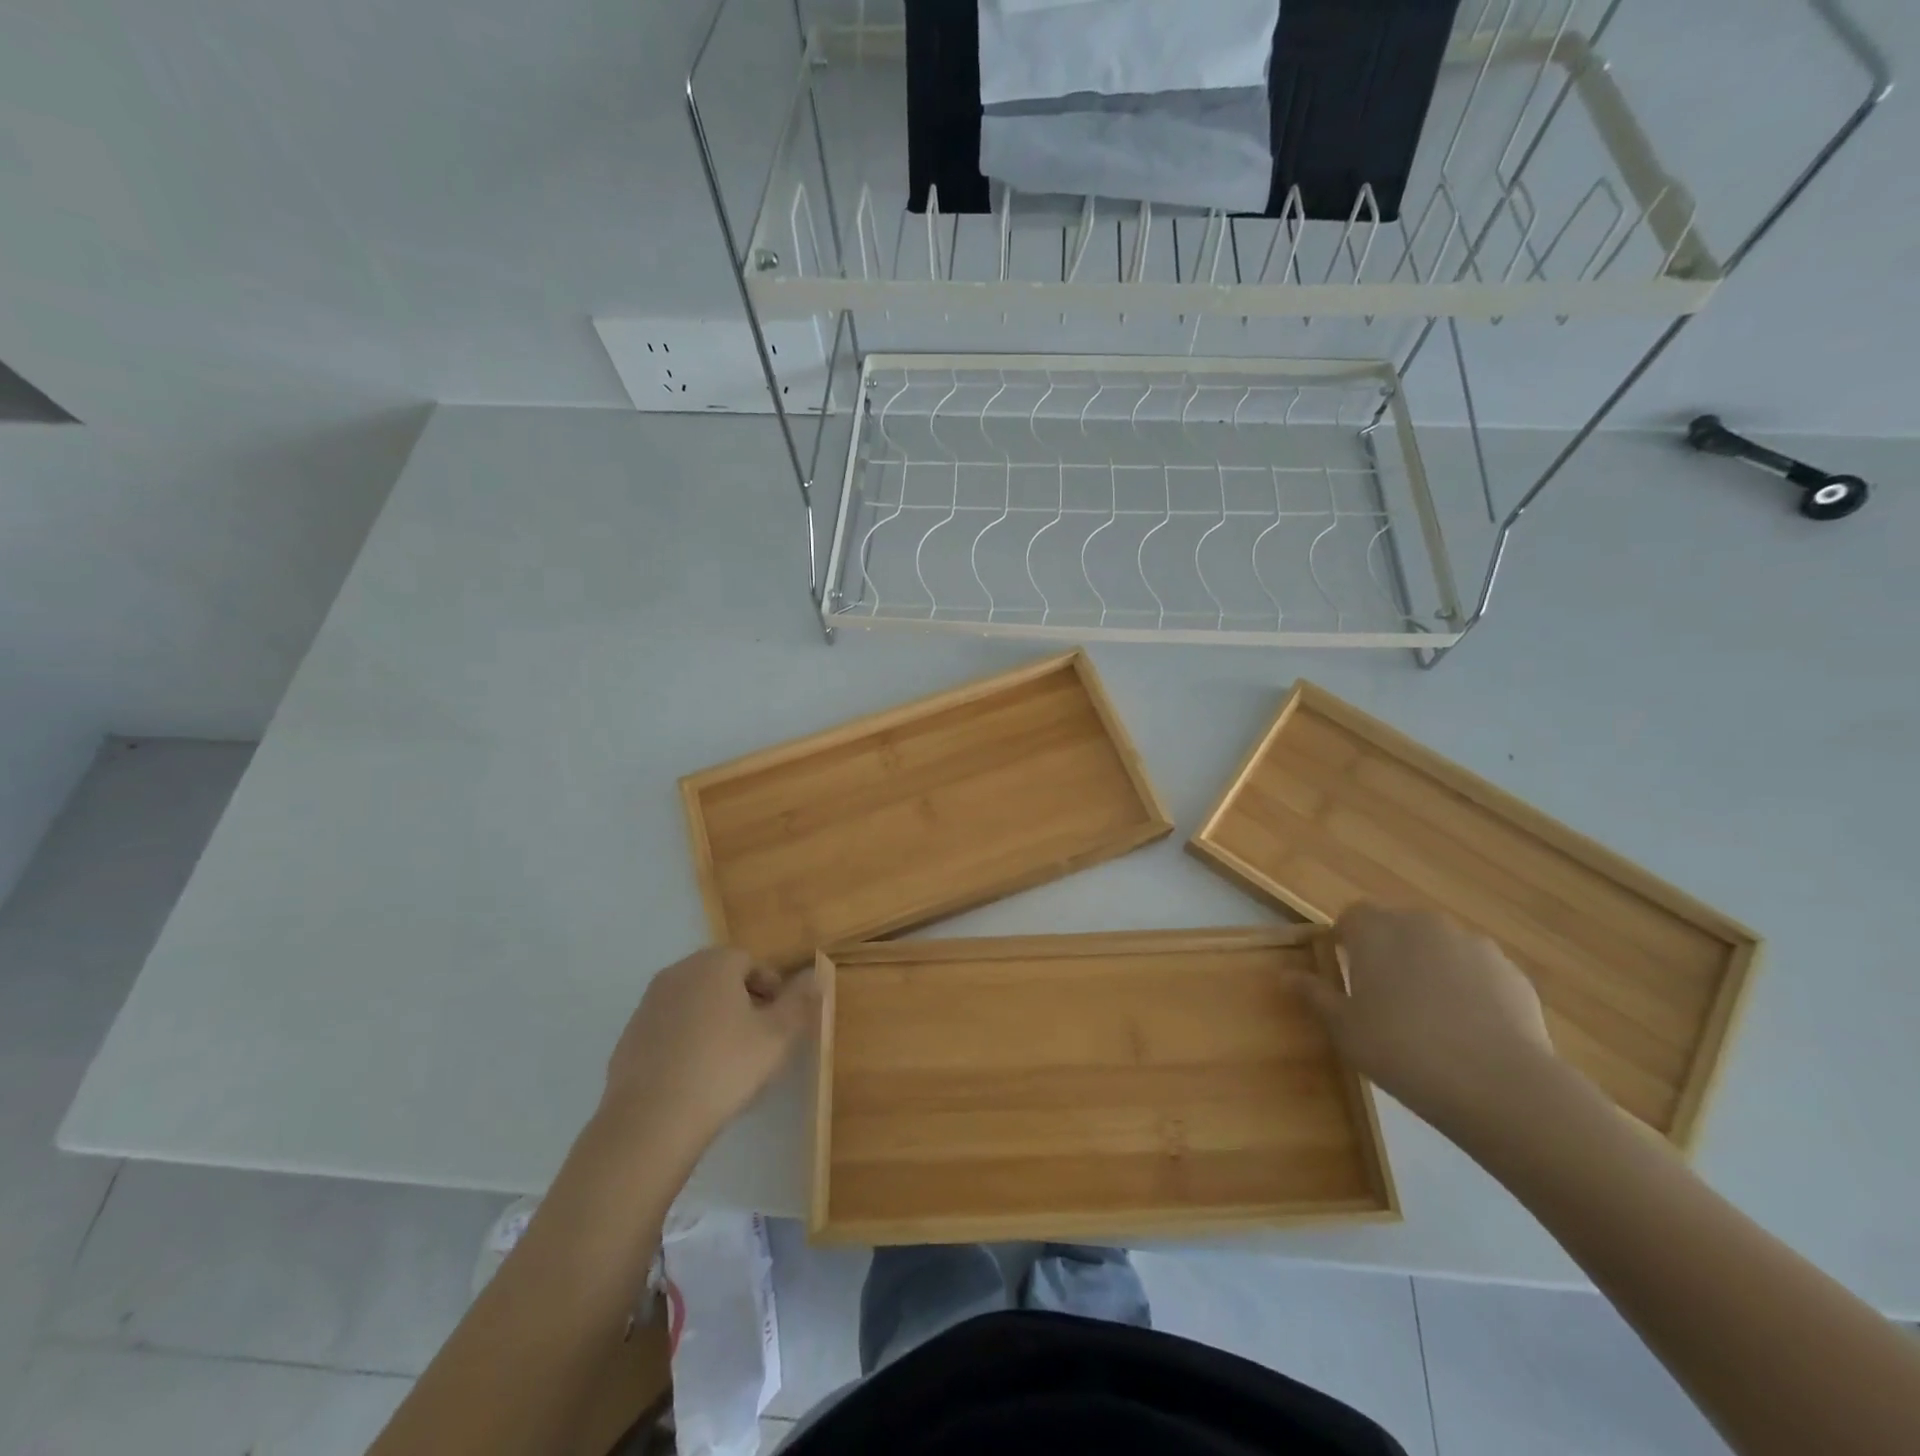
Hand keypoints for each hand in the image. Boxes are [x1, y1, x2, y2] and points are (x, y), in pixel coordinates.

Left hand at [600, 948, 817, 1163]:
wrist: (650, 1121)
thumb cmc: (724, 1068)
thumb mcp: (777, 1036)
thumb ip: (799, 1001)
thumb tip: (814, 975)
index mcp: (714, 964)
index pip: (752, 962)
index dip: (772, 988)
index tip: (780, 1020)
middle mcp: (678, 972)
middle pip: (721, 978)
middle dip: (743, 1001)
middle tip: (759, 1038)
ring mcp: (649, 1004)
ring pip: (694, 1002)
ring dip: (714, 1020)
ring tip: (729, 1060)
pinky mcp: (630, 1036)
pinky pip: (670, 1027)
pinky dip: (686, 1040)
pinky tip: (695, 1075)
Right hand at [1292, 904, 1560, 1133]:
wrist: (1499, 1085)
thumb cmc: (1401, 1049)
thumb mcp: (1344, 1028)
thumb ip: (1315, 995)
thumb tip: (1287, 975)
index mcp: (1376, 929)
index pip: (1352, 916)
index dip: (1346, 941)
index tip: (1346, 974)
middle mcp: (1423, 924)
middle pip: (1398, 928)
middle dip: (1389, 953)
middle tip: (1384, 998)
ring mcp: (1473, 945)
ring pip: (1440, 949)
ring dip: (1430, 969)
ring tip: (1431, 1018)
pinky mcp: (1512, 973)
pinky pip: (1477, 973)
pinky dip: (1469, 990)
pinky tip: (1469, 1031)